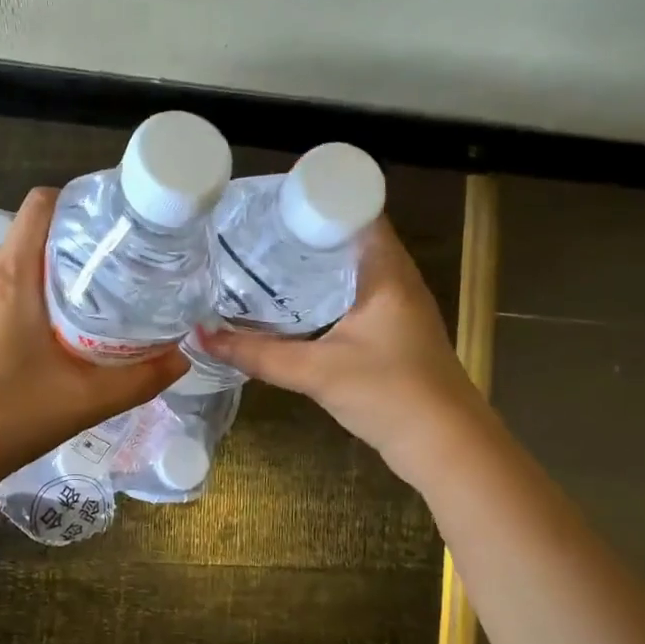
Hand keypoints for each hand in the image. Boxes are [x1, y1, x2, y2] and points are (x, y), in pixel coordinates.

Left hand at [0, 188, 186, 493]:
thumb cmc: (9, 418)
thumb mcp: (86, 401)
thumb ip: (141, 378)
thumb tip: (182, 357)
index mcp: (11, 277)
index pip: (42, 205)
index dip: (81, 206)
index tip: (116, 232)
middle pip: (34, 235)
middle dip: (76, 247)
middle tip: (118, 275)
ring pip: (16, 264)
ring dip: (52, 275)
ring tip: (91, 305)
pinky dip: (28, 296)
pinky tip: (52, 334)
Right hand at [198, 218, 476, 487]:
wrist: (444, 445)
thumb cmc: (389, 394)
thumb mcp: (316, 372)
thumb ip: (257, 355)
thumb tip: (200, 337)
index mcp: (386, 269)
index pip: (353, 209)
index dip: (312, 199)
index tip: (267, 205)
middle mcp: (395, 277)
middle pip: (345, 237)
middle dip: (300, 233)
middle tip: (250, 234)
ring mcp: (396, 304)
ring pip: (347, 268)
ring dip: (310, 265)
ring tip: (260, 262)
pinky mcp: (391, 330)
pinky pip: (350, 295)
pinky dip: (320, 293)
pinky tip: (288, 305)